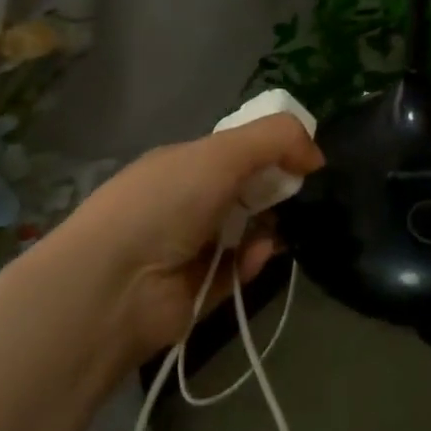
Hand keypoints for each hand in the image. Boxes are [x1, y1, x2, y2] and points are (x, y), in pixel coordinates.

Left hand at [67, 113, 323, 357]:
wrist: (114, 285)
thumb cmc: (166, 203)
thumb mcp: (222, 152)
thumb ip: (276, 139)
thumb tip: (316, 154)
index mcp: (183, 164)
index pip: (236, 151)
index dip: (271, 151)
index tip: (302, 160)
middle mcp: (185, 202)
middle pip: (244, 191)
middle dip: (274, 191)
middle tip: (297, 195)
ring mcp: (189, 249)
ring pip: (246, 233)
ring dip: (266, 229)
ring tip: (277, 231)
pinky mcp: (197, 292)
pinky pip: (237, 272)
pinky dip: (251, 264)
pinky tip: (255, 257)